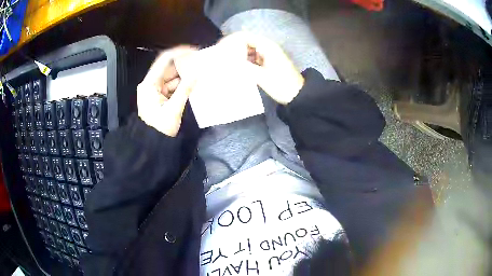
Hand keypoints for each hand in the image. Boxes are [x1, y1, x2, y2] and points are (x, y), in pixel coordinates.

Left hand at [137, 46, 196, 136]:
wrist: (151, 145)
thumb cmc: (160, 128)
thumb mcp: (173, 109)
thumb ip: (185, 90)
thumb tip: (197, 74)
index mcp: (150, 84)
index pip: (164, 60)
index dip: (179, 52)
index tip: (194, 50)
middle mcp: (151, 84)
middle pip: (168, 68)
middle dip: (184, 65)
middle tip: (201, 63)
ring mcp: (155, 90)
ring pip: (172, 78)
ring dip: (184, 76)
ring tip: (200, 73)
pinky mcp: (160, 97)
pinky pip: (172, 86)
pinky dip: (182, 85)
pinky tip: (193, 84)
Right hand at [217, 32, 304, 104]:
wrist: (298, 96)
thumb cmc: (281, 85)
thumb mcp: (261, 77)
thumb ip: (244, 67)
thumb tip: (227, 61)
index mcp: (267, 47)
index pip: (245, 36)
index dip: (232, 40)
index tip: (220, 48)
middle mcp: (267, 47)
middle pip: (247, 42)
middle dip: (234, 47)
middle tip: (221, 56)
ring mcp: (268, 54)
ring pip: (249, 50)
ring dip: (239, 54)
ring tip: (227, 62)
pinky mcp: (268, 62)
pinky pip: (253, 57)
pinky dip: (245, 60)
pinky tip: (238, 67)